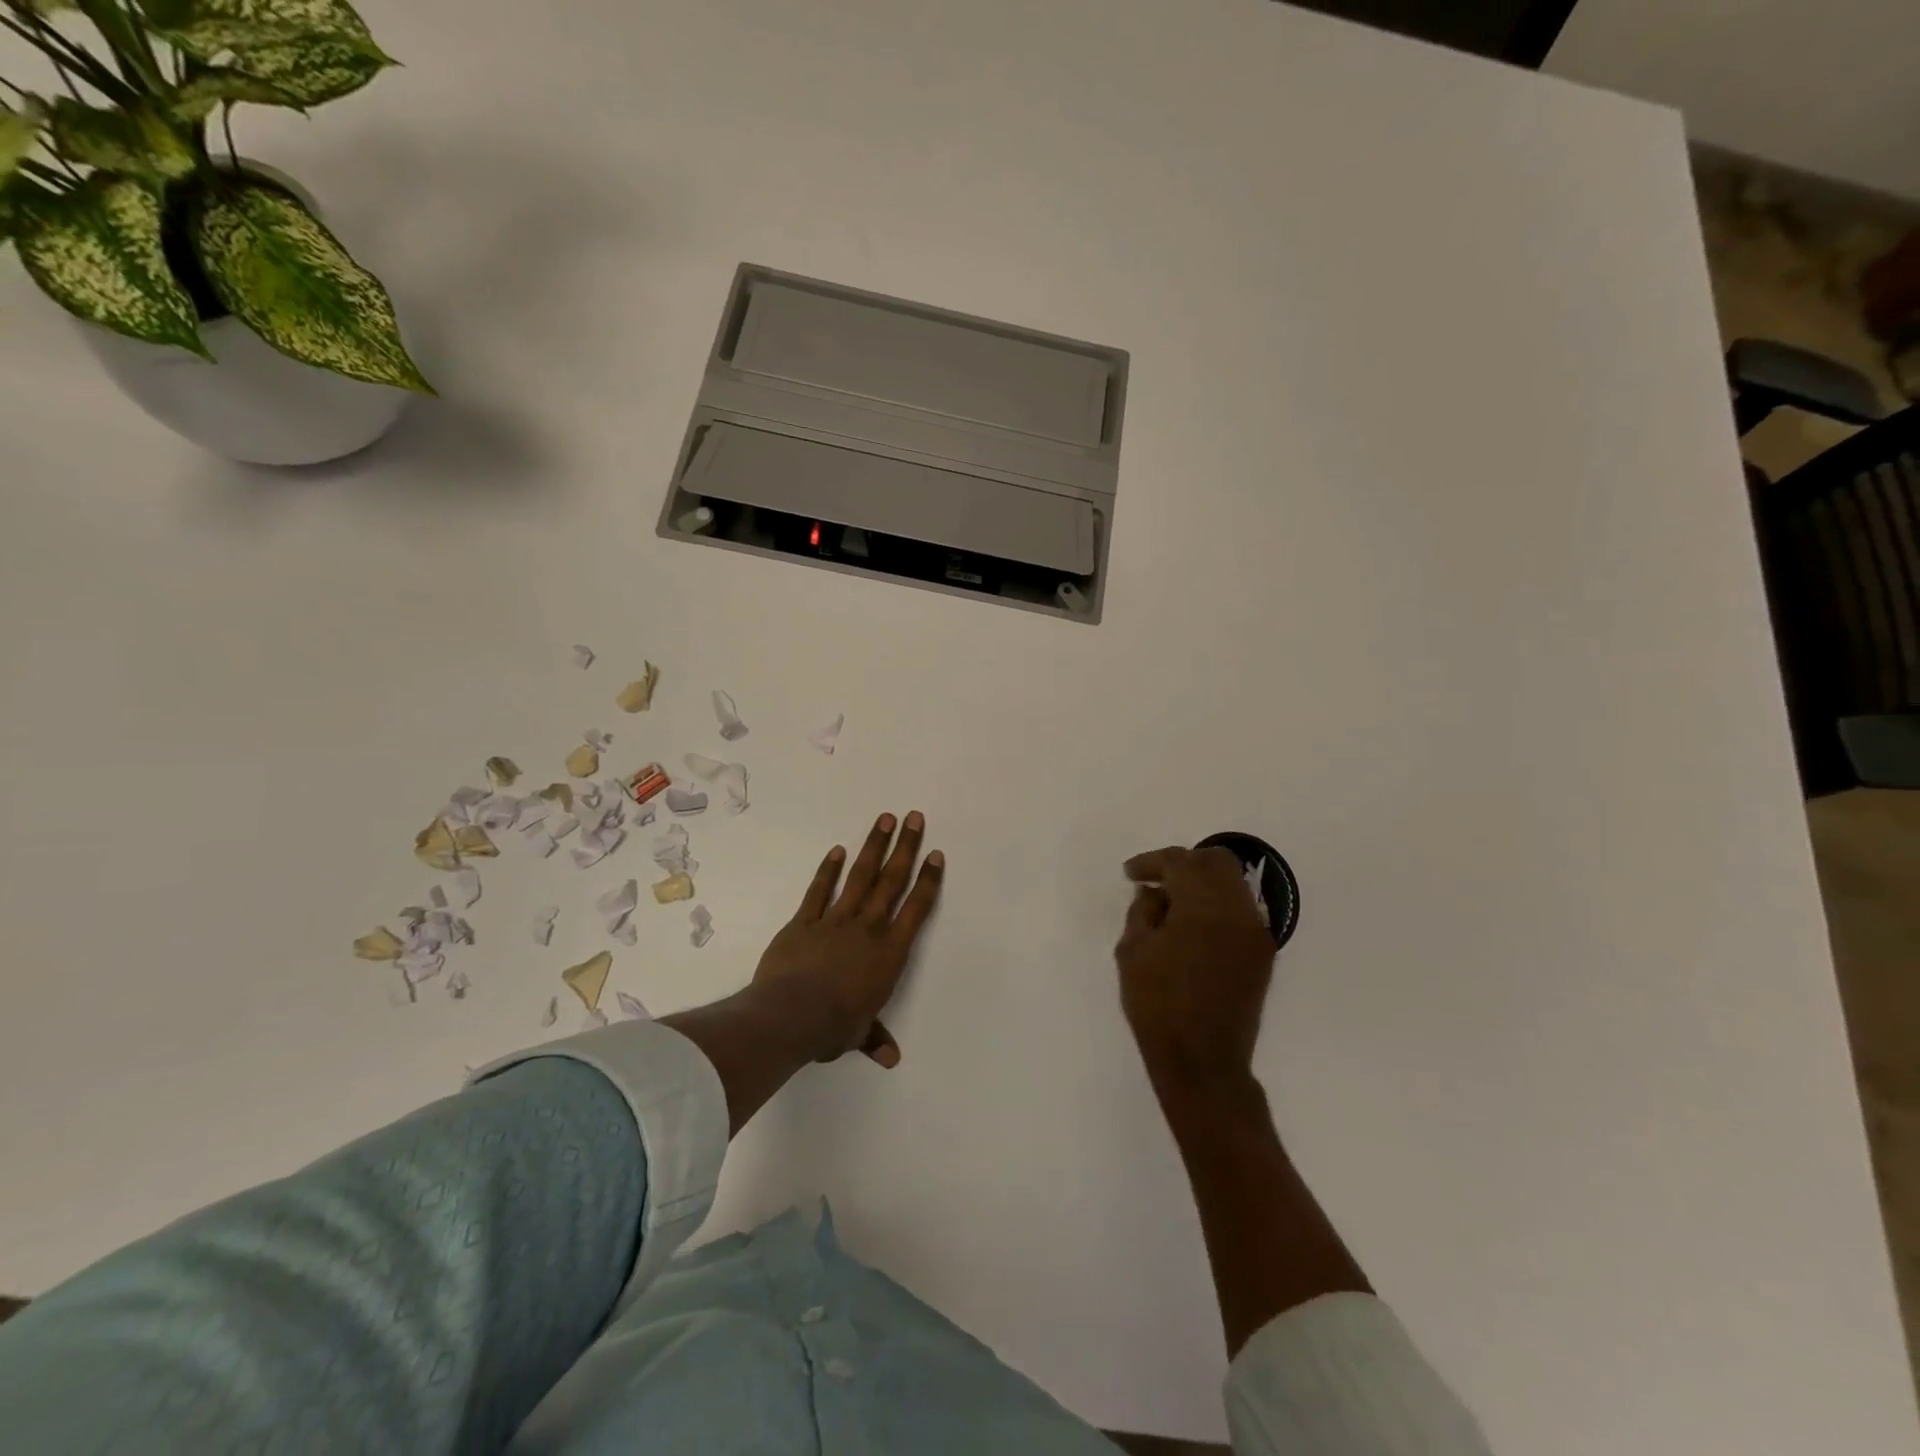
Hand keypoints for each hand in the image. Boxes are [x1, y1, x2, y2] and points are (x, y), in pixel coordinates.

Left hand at [751, 811, 944, 1068]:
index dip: (927, 880)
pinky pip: (819, 891)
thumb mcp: (858, 1035)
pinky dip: (827, 871)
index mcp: (889, 953)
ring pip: (859, 877)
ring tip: (884, 819)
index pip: (916, 910)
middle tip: (914, 817)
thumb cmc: (833, 1027)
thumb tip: (891, 1058)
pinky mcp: (804, 922)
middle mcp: (867, 929)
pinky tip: (836, 850)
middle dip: (904, 848)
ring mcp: (835, 921)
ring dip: (873, 847)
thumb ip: (875, 1038)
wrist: (791, 1016)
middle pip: (890, 881)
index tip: (935, 854)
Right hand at [1115, 846, 1275, 1089]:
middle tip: (1156, 881)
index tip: (1130, 874)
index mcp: (1203, 907)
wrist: (1203, 1062)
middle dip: (1183, 863)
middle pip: (1215, 862)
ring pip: (1232, 883)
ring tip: (1172, 904)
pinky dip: (1217, 905)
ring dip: (1202, 883)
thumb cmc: (1158, 1006)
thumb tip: (1154, 892)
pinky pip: (1240, 910)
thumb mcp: (1132, 952)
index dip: (1152, 862)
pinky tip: (1192, 925)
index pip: (1180, 862)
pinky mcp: (1262, 953)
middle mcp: (1237, 910)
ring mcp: (1255, 932)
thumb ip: (1142, 911)